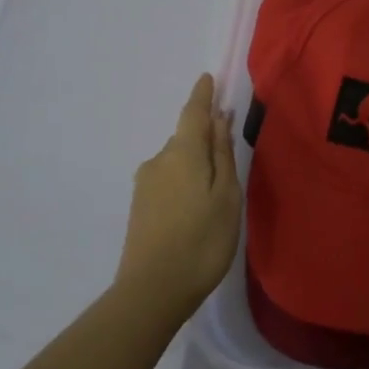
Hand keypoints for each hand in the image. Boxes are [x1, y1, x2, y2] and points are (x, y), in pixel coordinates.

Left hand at [114, 73, 241, 322]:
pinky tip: (195, 208)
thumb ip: (222, 154)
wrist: (152, 290)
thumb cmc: (202, 240)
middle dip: (205, 138)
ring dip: (195, 165)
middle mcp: (159, 160)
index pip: (194, 113)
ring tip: (216, 192)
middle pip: (186, 139)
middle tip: (228, 153)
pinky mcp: (139, 206)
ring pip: (177, 161)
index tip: (208, 78)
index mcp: (183, 153)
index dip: (203, 95)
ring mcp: (145, 184)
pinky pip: (168, 180)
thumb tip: (219, 118)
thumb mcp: (226, 196)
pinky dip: (184, 182)